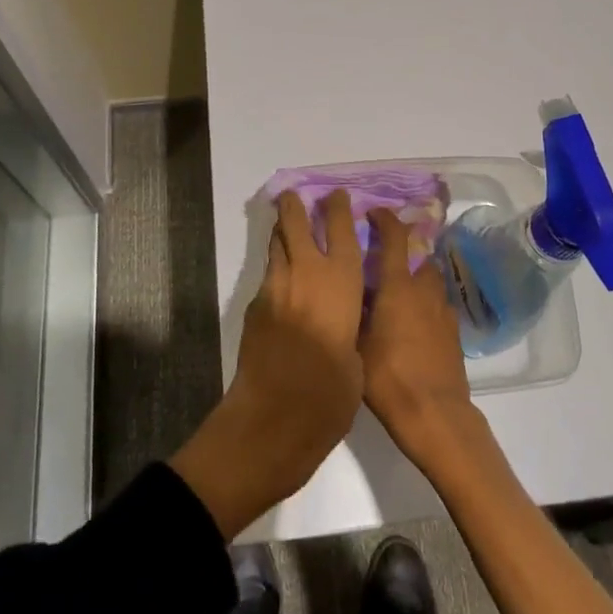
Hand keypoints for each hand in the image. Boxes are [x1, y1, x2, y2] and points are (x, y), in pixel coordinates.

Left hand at [172, 189, 366, 536]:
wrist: (273, 419)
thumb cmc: (329, 396)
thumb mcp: (357, 360)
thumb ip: (350, 327)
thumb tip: (342, 319)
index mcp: (340, 283)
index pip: (341, 230)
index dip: (338, 208)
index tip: (337, 194)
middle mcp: (306, 274)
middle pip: (296, 224)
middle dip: (295, 205)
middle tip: (296, 196)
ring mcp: (276, 288)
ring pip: (277, 246)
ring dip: (282, 234)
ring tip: (287, 229)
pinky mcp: (255, 307)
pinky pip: (269, 277)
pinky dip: (277, 271)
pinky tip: (284, 286)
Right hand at [360, 206, 488, 476]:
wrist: (436, 416)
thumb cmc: (389, 378)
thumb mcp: (357, 342)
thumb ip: (354, 310)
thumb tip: (347, 287)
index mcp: (397, 286)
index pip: (394, 237)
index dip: (384, 219)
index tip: (372, 212)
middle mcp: (423, 290)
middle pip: (417, 255)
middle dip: (401, 249)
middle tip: (380, 258)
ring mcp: (442, 310)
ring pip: (429, 278)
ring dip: (415, 275)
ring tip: (395, 289)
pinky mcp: (453, 332)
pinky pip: (437, 303)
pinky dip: (424, 301)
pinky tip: (411, 320)